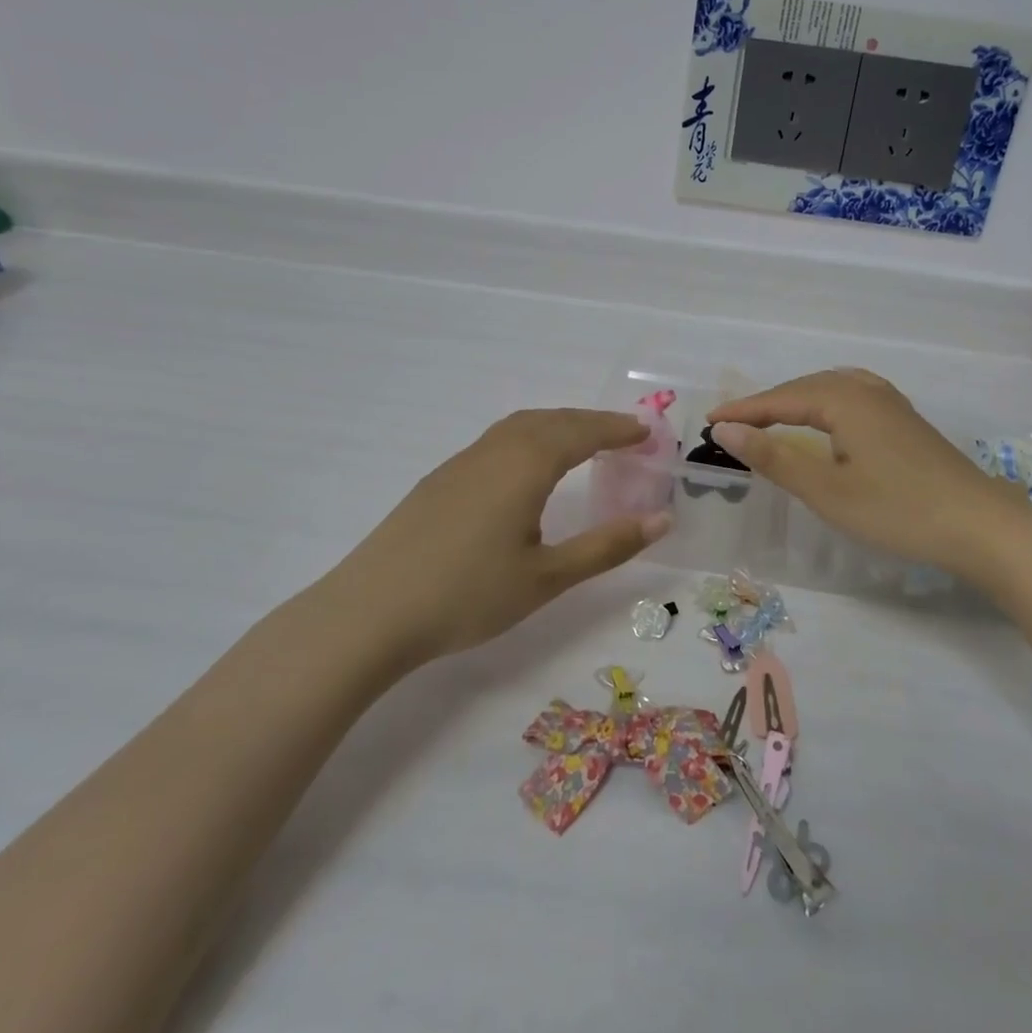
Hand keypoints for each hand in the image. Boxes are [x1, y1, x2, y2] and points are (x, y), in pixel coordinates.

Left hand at [330, 409, 670, 659]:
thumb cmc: (467, 595)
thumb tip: (662, 519)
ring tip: (581, 444)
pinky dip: (528, 438)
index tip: (647, 433)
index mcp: (525, 465)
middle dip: (591, 422)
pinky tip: (525, 469)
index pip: (582, 432)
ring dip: (557, 425)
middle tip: (623, 435)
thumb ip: (606, 546)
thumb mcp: (547, 577)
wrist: (370, 612)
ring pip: (519, 426)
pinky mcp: (439, 480)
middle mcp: (494, 451)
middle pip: (551, 420)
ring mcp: (461, 462)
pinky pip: (496, 441)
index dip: (617, 430)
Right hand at [708, 369, 1017, 576]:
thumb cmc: (897, 510)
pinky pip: (852, 397)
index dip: (744, 411)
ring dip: (796, 401)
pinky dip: (825, 403)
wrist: (980, 526)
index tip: (710, 422)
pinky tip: (830, 415)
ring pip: (831, 390)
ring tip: (772, 416)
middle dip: (767, 403)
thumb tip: (727, 430)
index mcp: (844, 400)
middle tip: (733, 423)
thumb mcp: (826, 490)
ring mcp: (892, 404)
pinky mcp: (906, 421)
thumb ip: (774, 457)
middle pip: (805, 388)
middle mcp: (867, 390)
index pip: (781, 399)